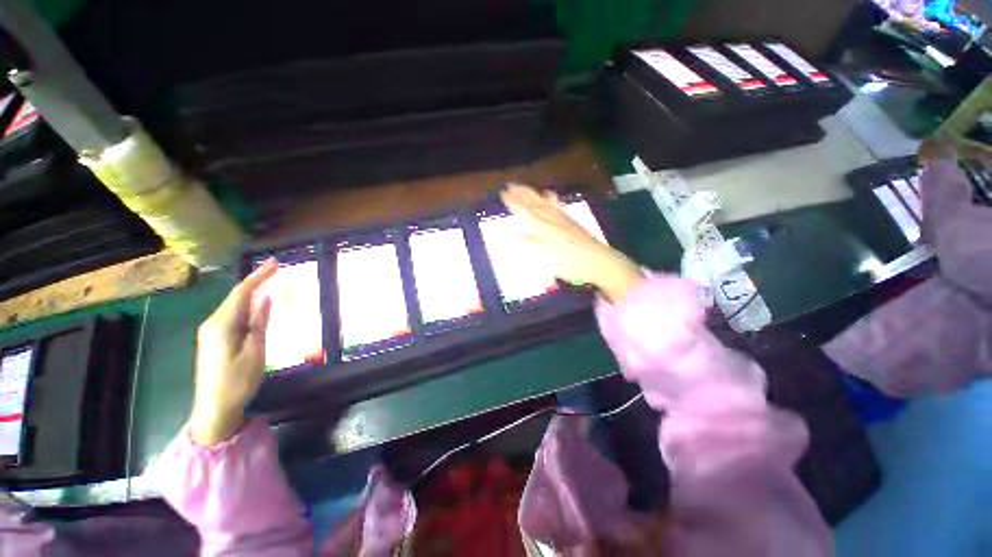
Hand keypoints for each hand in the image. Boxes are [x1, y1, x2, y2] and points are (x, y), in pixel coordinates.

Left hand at [189, 260, 276, 445]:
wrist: (213, 409)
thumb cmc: (238, 381)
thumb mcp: (256, 351)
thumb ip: (259, 322)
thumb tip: (266, 297)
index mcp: (222, 325)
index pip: (241, 292)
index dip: (259, 276)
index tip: (275, 263)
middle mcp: (212, 323)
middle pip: (236, 297)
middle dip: (256, 282)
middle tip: (277, 272)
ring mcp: (211, 332)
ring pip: (234, 306)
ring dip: (252, 295)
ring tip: (271, 286)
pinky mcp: (213, 340)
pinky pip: (232, 316)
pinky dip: (246, 308)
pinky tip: (258, 308)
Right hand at [500, 184, 643, 301]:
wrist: (599, 261)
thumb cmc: (571, 265)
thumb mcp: (547, 263)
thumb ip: (531, 251)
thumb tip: (520, 241)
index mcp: (544, 230)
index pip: (525, 213)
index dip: (514, 203)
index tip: (503, 193)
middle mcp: (551, 221)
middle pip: (534, 204)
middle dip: (521, 194)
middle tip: (510, 185)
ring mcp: (562, 219)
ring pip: (544, 203)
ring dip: (532, 194)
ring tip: (523, 187)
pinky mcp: (570, 221)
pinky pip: (557, 206)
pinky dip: (550, 199)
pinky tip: (548, 194)